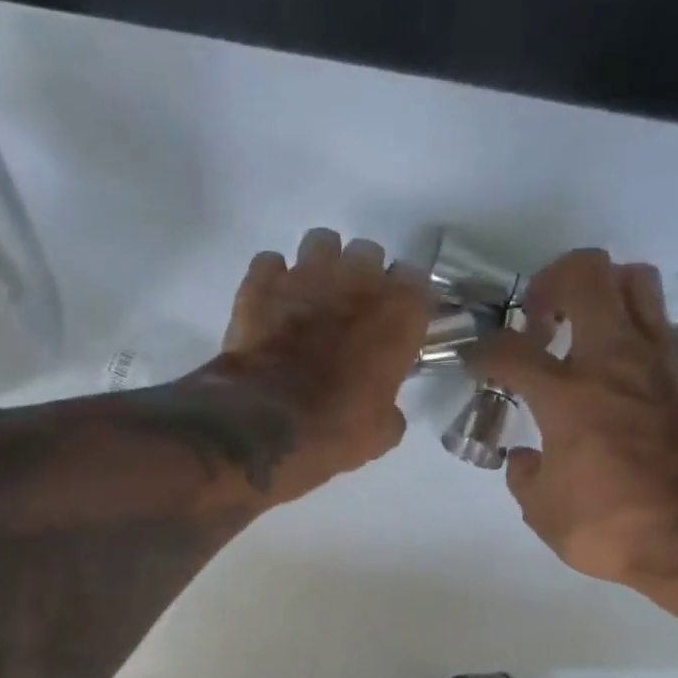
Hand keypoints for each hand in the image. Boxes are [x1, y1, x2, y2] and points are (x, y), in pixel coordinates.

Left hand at [200, 228, 428, 499]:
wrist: (266, 424)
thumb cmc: (336, 430)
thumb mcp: (381, 433)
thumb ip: (390, 407)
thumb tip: (384, 409)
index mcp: (399, 311)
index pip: (416, 280)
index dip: (403, 301)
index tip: (393, 322)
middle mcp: (358, 279)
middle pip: (368, 254)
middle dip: (361, 278)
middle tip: (349, 312)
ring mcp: (306, 274)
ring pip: (321, 244)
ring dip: (319, 266)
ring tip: (310, 299)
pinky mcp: (261, 283)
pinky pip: (270, 264)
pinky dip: (272, 281)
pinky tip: (271, 305)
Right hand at [471, 249, 677, 586]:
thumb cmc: (610, 526)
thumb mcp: (543, 512)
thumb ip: (525, 475)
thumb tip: (526, 457)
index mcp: (566, 395)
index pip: (509, 349)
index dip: (483, 350)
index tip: (478, 363)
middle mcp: (613, 359)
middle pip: (585, 274)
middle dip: (552, 285)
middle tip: (541, 322)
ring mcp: (663, 359)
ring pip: (636, 281)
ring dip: (604, 296)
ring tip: (589, 334)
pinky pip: (665, 328)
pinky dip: (639, 339)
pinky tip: (630, 378)